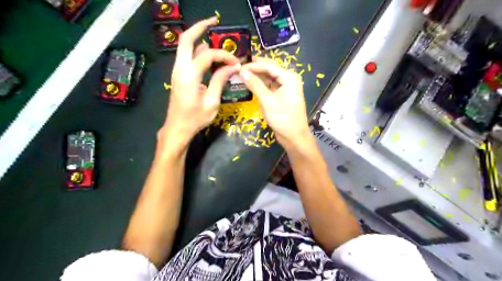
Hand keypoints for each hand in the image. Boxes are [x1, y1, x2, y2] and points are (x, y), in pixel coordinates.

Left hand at [163, 16, 242, 145]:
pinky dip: (197, 51)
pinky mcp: (178, 75)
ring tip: (215, 40)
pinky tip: (209, 56)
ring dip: (199, 39)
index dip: (224, 56)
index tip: (236, 63)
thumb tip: (233, 67)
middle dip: (200, 27)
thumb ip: (220, 81)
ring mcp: (177, 71)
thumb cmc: (195, 119)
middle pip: (186, 39)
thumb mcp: (212, 102)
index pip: (208, 55)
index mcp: (189, 75)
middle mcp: (180, 68)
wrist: (177, 128)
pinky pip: (187, 57)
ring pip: (185, 47)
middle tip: (214, 21)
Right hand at [238, 58, 310, 148]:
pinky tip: (250, 84)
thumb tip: (242, 71)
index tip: (239, 65)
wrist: (294, 137)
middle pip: (269, 70)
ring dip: (257, 77)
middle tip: (239, 68)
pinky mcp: (281, 96)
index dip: (253, 65)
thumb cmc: (283, 118)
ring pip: (269, 78)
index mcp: (289, 78)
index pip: (269, 66)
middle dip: (255, 69)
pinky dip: (260, 86)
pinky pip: (269, 87)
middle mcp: (289, 80)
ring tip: (241, 75)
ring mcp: (285, 88)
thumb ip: (255, 85)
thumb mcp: (268, 101)